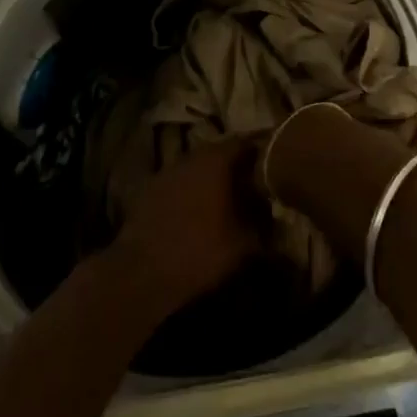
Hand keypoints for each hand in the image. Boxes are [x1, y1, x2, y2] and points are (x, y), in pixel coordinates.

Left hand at [112, 140, 262, 312]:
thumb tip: (274, 218)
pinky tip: (196, 212)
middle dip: (236, 167)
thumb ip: (263, 226)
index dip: (261, 153)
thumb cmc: (199, 252)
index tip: (274, 165)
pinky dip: (191, 191)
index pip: (245, 143)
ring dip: (212, 179)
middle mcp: (191, 157)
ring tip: (226, 200)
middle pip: (219, 153)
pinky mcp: (149, 190)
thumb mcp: (243, 245)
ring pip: (197, 167)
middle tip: (252, 185)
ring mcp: (167, 171)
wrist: (141, 273)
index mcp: (216, 161)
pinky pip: (179, 182)